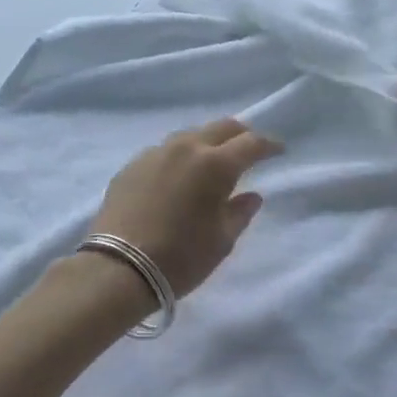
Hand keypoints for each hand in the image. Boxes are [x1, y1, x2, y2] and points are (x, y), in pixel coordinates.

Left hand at [87, 119, 281, 299]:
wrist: (117, 269)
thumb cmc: (180, 258)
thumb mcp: (221, 241)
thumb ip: (240, 212)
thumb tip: (251, 195)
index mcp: (215, 164)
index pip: (251, 143)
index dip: (269, 145)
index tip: (279, 150)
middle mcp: (186, 148)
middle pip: (221, 127)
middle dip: (240, 135)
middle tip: (249, 149)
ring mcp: (155, 153)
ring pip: (191, 135)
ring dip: (208, 142)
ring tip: (213, 161)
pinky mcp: (132, 165)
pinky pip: (165, 151)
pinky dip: (181, 156)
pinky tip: (179, 175)